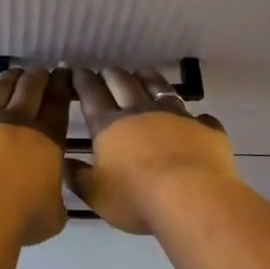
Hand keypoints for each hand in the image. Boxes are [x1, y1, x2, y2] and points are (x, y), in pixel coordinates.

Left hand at [0, 67, 72, 245]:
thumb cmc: (23, 218)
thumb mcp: (54, 215)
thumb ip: (53, 199)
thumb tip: (49, 198)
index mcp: (46, 139)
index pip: (57, 104)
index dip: (61, 86)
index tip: (63, 74)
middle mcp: (15, 123)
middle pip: (28, 88)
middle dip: (36, 77)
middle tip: (40, 71)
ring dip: (6, 81)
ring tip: (10, 75)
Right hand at [63, 67, 240, 234]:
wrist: (192, 198)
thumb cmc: (137, 198)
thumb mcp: (97, 195)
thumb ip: (78, 178)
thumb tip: (64, 163)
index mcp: (109, 126)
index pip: (92, 95)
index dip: (83, 80)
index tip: (78, 70)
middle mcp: (140, 112)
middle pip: (123, 83)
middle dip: (112, 74)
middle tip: (107, 70)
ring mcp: (175, 116)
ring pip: (159, 88)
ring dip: (148, 78)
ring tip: (142, 73)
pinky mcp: (205, 128)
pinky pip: (200, 117)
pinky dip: (194, 117)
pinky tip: (196, 119)